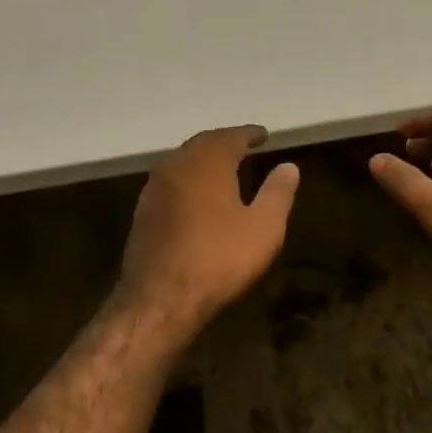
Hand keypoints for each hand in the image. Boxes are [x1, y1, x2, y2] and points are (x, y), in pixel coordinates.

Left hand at [118, 125, 299, 329]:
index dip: (249, 134)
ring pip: (182, 162)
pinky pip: (170, 184)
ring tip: (221, 168)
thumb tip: (289, 166)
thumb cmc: (219, 258)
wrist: (160, 298)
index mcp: (207, 163)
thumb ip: (278, 193)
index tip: (263, 135)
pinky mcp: (142, 212)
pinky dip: (187, 181)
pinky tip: (196, 196)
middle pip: (202, 144)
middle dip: (224, 143)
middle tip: (243, 146)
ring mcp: (153, 189)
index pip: (230, 137)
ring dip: (202, 160)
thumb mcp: (263, 227)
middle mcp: (176, 166)